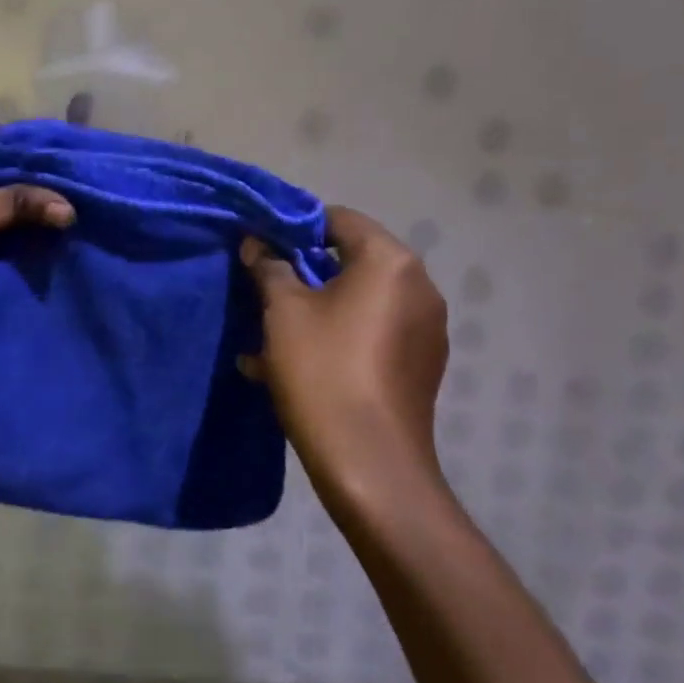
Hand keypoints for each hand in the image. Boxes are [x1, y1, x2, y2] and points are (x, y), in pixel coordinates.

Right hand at [240, 206, 449, 506]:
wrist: (369, 463)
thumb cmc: (323, 371)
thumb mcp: (282, 311)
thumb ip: (268, 267)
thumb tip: (257, 244)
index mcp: (391, 262)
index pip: (339, 219)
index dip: (294, 227)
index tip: (261, 246)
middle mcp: (419, 287)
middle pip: (352, 260)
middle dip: (303, 271)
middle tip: (263, 288)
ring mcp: (426, 330)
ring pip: (359, 301)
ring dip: (316, 307)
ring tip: (272, 332)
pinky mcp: (421, 366)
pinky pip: (372, 333)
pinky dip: (338, 335)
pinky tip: (297, 363)